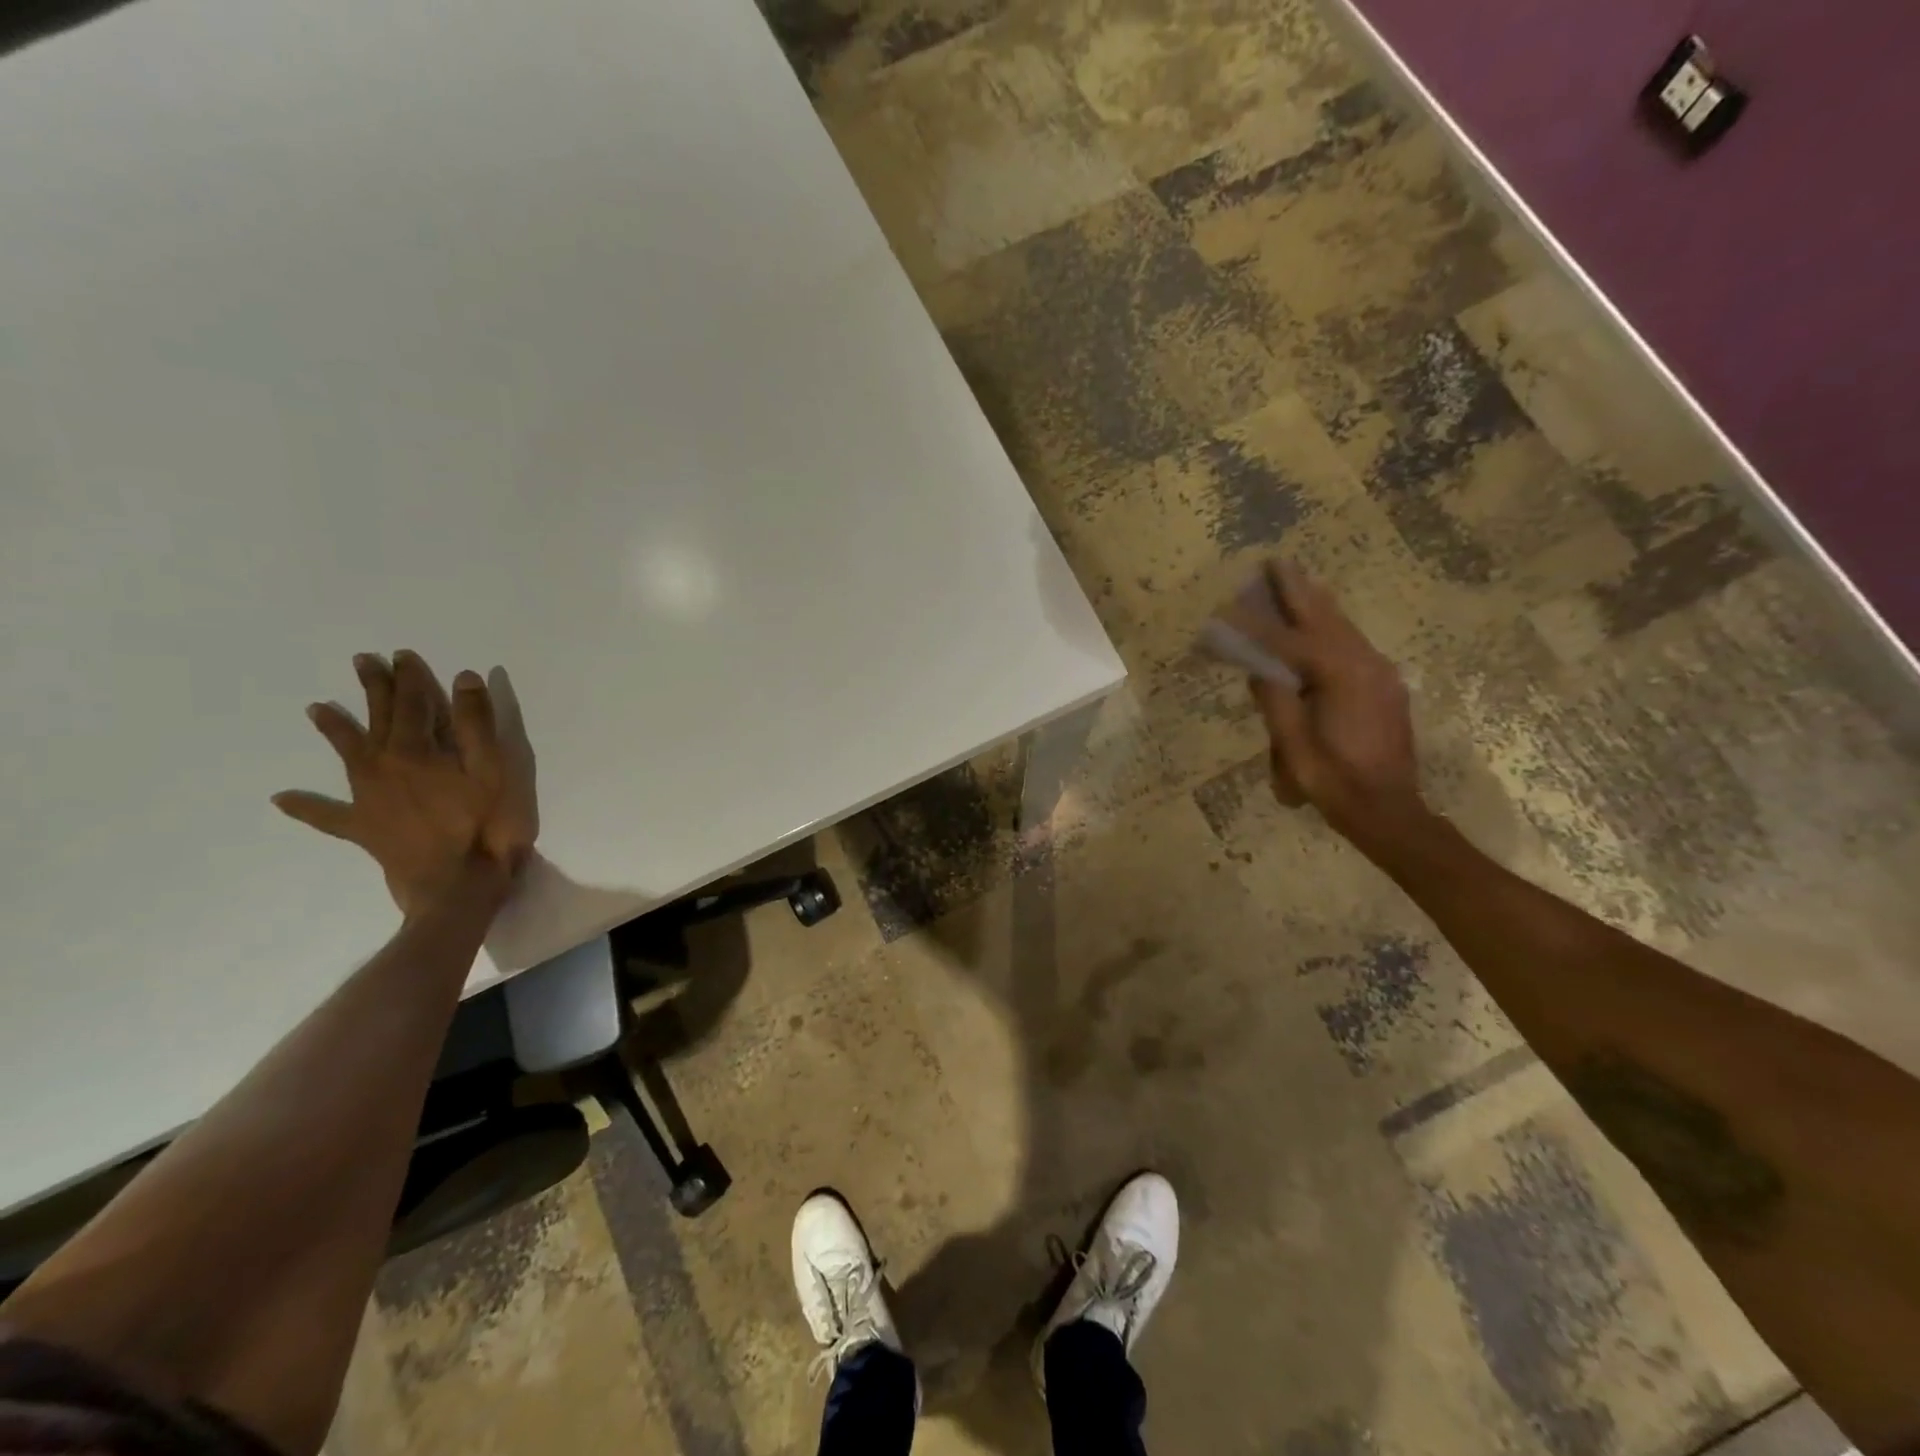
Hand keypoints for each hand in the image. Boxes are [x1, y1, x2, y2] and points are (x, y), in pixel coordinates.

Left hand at [273, 651, 538, 915]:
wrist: (458, 886)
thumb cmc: (486, 826)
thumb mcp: (494, 769)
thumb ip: (477, 724)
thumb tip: (461, 678)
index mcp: (416, 750)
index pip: (413, 703)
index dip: (410, 678)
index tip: (402, 655)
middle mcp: (384, 766)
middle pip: (379, 720)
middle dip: (375, 690)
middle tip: (363, 662)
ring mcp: (369, 799)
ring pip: (350, 755)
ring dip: (336, 731)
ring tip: (318, 709)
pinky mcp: (366, 830)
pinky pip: (330, 816)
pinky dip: (308, 807)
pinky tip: (285, 800)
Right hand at [1231, 562, 1427, 852]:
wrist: (1390, 811)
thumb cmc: (1335, 782)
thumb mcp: (1293, 746)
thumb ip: (1275, 700)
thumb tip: (1258, 668)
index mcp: (1341, 677)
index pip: (1289, 641)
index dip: (1257, 624)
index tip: (1229, 607)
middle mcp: (1366, 665)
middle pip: (1324, 619)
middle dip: (1297, 591)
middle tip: (1275, 562)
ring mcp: (1380, 675)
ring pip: (1343, 628)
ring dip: (1316, 603)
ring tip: (1296, 578)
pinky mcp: (1384, 687)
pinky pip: (1353, 645)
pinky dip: (1331, 626)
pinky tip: (1321, 621)